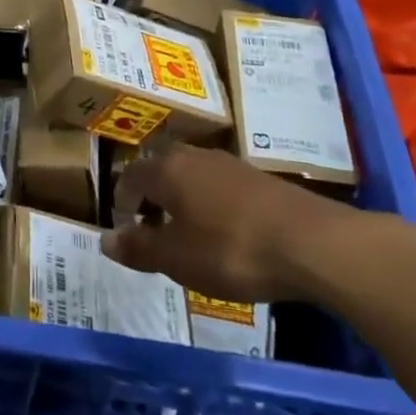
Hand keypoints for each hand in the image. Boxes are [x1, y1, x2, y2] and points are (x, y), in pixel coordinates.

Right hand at [103, 144, 405, 305]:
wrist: (310, 242)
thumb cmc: (231, 249)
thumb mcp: (178, 259)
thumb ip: (140, 248)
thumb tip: (105, 239)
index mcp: (166, 169)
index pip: (131, 176)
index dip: (123, 200)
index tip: (126, 226)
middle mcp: (193, 155)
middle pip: (161, 168)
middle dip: (152, 195)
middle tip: (153, 228)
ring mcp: (228, 163)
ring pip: (191, 174)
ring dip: (183, 198)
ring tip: (188, 232)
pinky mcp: (257, 177)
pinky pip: (219, 184)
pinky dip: (211, 203)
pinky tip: (225, 231)